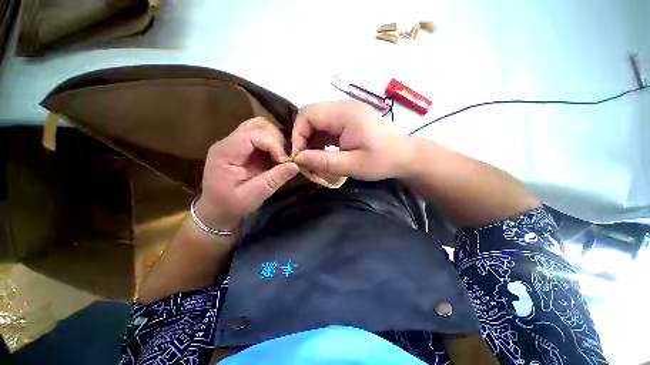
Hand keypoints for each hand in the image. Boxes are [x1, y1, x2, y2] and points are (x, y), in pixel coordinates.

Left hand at [195, 117, 298, 230]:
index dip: (273, 143)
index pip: (252, 134)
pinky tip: (277, 156)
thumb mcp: (253, 196)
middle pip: (257, 125)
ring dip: (276, 139)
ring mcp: (236, 143)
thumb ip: (274, 180)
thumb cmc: (231, 206)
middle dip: (276, 139)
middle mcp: (229, 142)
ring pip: (260, 126)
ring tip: (282, 156)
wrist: (216, 211)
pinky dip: (274, 143)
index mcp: (225, 153)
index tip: (285, 160)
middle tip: (285, 158)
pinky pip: (262, 136)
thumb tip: (296, 166)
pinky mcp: (243, 148)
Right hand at [292, 101, 413, 180]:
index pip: (308, 114)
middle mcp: (344, 107)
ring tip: (314, 157)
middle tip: (305, 157)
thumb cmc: (382, 160)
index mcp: (345, 113)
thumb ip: (323, 161)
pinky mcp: (350, 120)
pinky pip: (328, 126)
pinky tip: (325, 152)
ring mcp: (347, 112)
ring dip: (312, 139)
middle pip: (311, 115)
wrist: (406, 156)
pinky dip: (321, 139)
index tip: (299, 156)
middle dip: (303, 137)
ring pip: (318, 121)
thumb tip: (298, 159)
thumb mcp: (352, 165)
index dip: (298, 134)